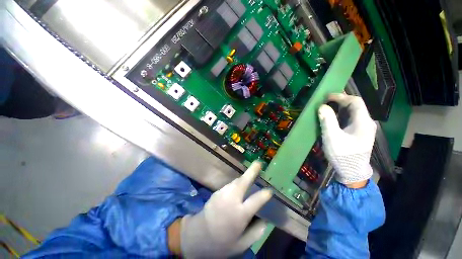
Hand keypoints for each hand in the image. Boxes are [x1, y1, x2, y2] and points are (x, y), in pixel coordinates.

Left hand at [179, 162, 271, 257]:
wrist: (196, 236)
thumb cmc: (221, 243)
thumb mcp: (241, 245)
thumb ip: (256, 232)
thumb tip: (265, 220)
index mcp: (239, 214)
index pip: (256, 200)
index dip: (264, 194)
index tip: (270, 191)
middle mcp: (231, 200)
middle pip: (243, 182)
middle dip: (251, 171)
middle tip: (258, 163)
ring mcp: (222, 194)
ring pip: (236, 181)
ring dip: (244, 178)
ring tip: (251, 175)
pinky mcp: (216, 192)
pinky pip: (230, 185)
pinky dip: (236, 184)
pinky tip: (239, 187)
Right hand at [318, 94, 376, 186]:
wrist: (351, 172)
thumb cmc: (342, 154)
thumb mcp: (332, 137)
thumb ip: (328, 120)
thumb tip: (322, 106)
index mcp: (363, 122)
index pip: (355, 102)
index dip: (341, 96)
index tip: (326, 97)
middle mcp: (366, 123)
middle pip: (355, 106)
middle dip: (340, 101)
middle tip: (325, 101)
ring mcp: (364, 128)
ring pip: (353, 112)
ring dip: (340, 108)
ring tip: (326, 107)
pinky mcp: (359, 133)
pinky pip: (351, 119)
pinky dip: (341, 115)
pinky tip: (332, 118)